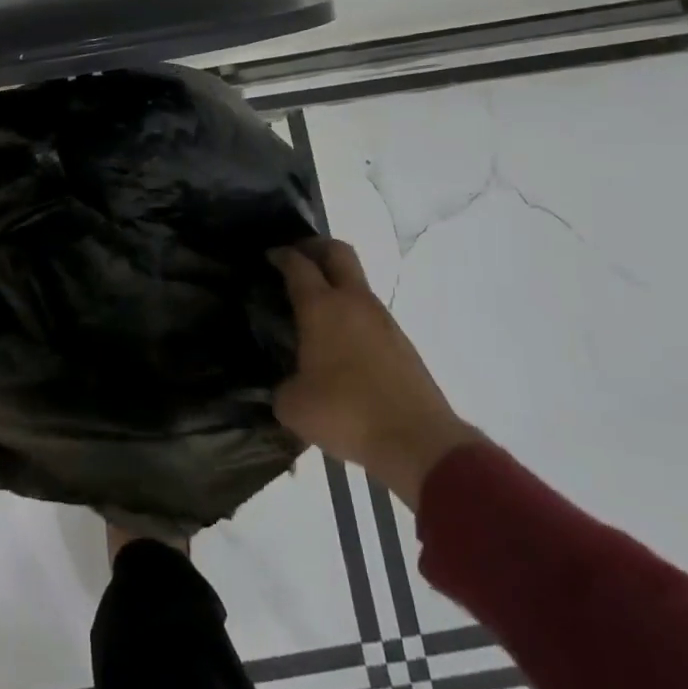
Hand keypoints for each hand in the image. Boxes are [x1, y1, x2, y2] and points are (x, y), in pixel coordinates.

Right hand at [270, 239, 481, 509]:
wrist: (418, 441)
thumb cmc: (347, 414)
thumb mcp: (294, 406)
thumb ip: (284, 385)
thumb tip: (290, 383)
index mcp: (321, 308)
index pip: (298, 265)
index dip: (281, 255)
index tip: (269, 256)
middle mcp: (353, 302)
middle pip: (337, 252)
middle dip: (315, 247)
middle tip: (297, 258)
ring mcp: (383, 320)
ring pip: (357, 283)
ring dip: (336, 283)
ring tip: (315, 308)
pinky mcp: (402, 343)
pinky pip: (370, 314)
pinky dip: (352, 314)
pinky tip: (340, 342)